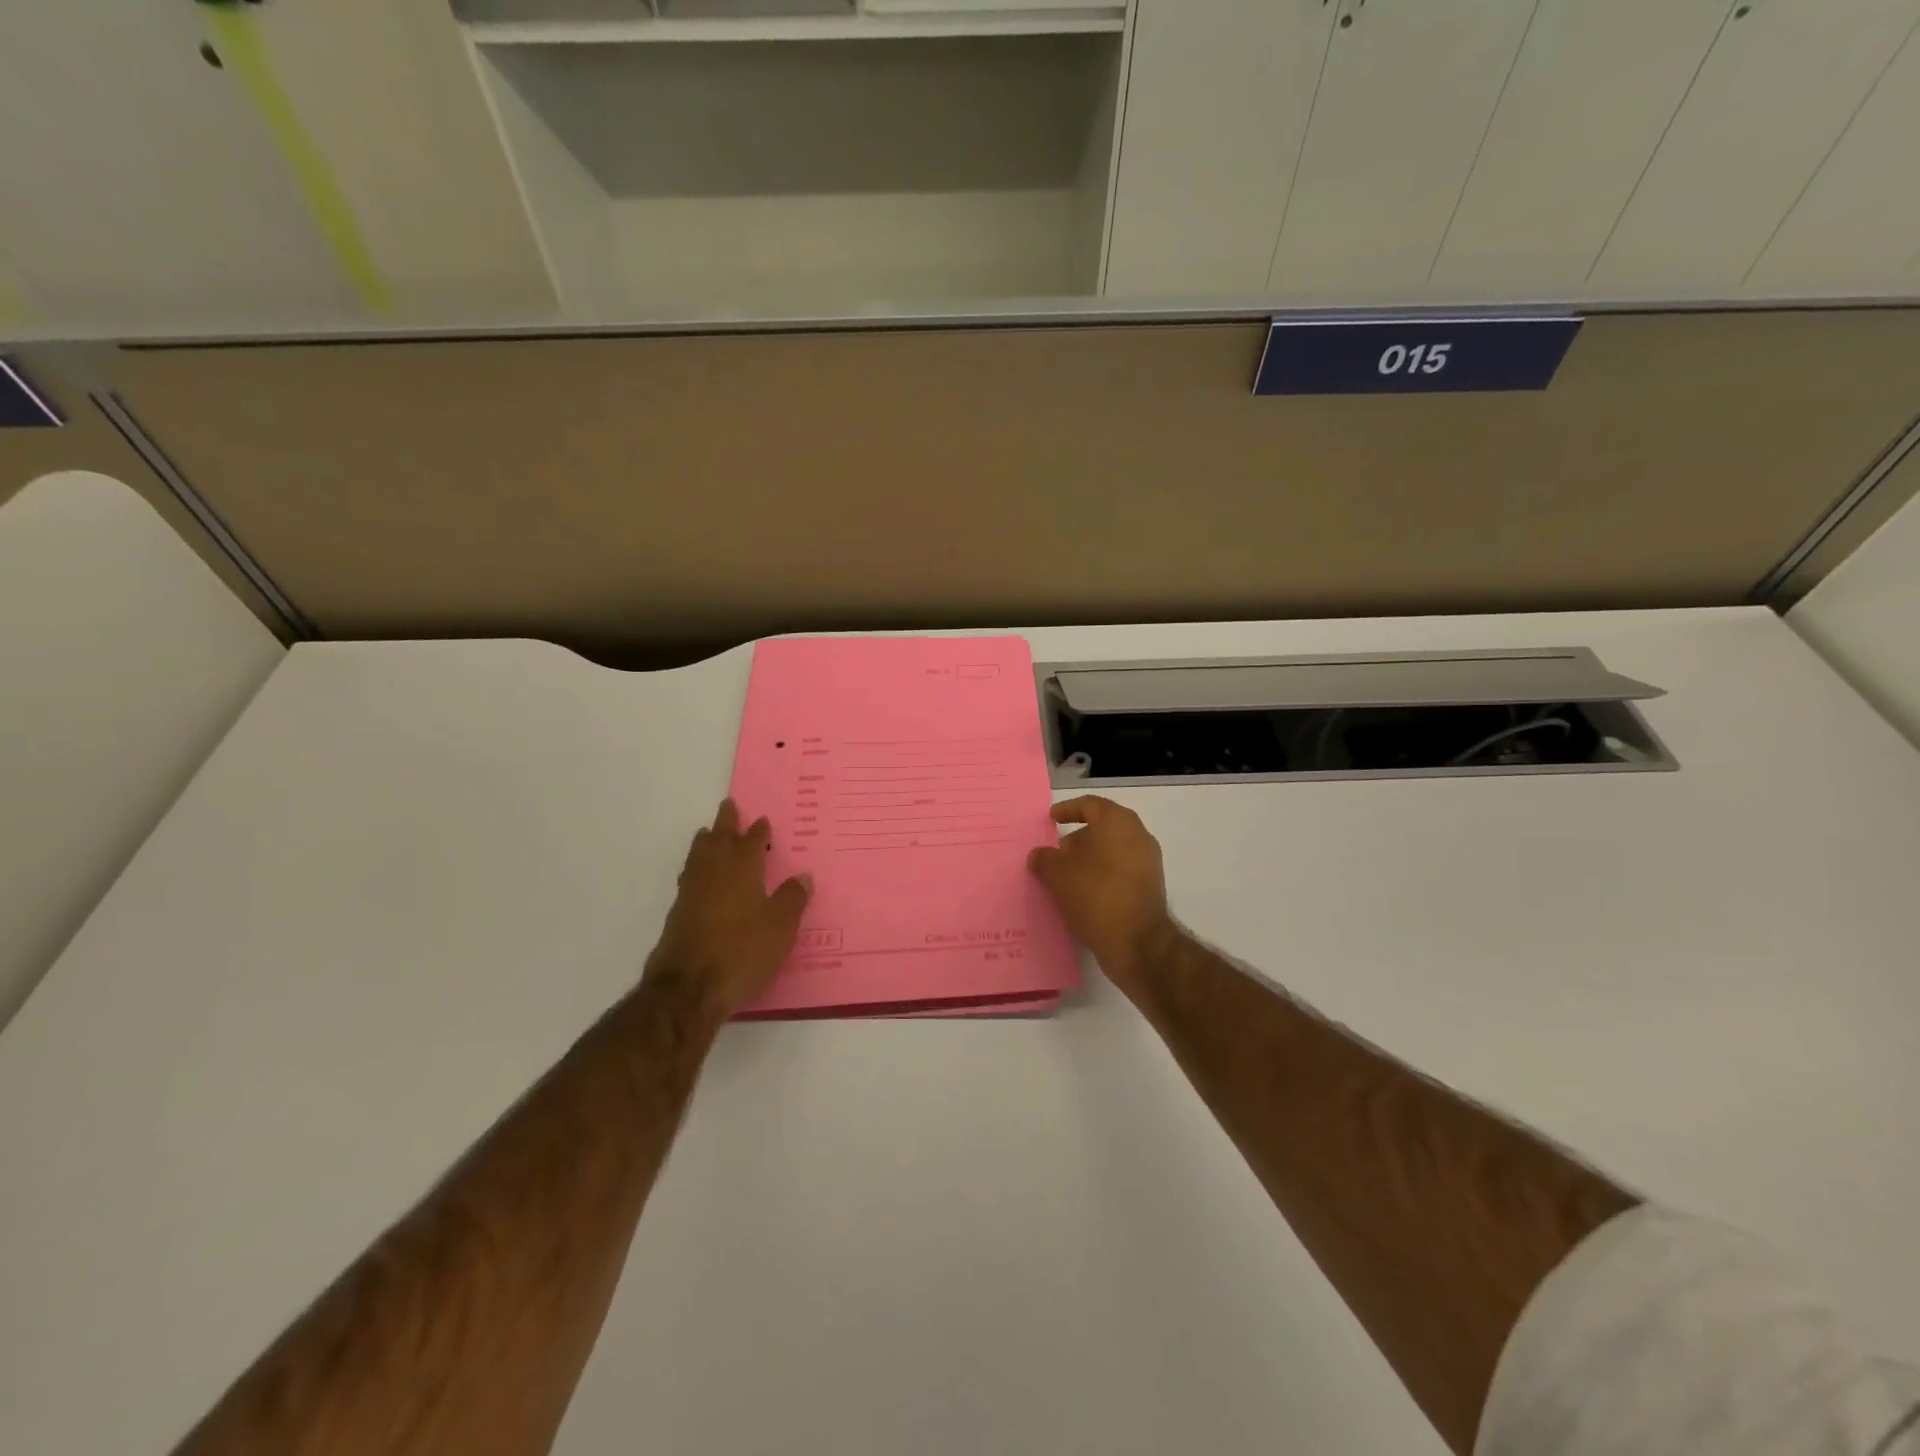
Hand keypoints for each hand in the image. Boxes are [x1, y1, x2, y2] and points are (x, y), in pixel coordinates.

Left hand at [644, 800, 811, 1021]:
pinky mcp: (677, 915)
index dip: (758, 830)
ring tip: (707, 834)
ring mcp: (691, 893)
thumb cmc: (742, 952)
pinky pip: (689, 878)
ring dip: (705, 842)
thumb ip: (791, 899)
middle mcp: (714, 874)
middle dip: (725, 823)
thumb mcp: (780, 927)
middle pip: (718, 839)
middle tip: (728, 806)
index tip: (762, 820)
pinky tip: (699, 878)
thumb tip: (802, 876)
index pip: (752, 841)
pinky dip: (696, 868)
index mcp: (742, 869)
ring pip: (698, 857)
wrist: (688, 989)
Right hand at [1028, 796, 1177, 993]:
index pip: (1089, 805)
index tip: (1050, 819)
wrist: (1138, 942)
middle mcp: (1137, 835)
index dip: (1067, 810)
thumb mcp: (1057, 874)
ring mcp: (1148, 862)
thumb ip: (1044, 859)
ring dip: (1088, 860)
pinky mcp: (1150, 886)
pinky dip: (1101, 876)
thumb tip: (1039, 855)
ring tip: (1064, 877)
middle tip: (1054, 853)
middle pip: (1102, 828)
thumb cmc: (1095, 894)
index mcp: (1117, 822)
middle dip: (1077, 839)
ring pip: (1111, 851)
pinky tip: (1082, 893)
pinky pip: (1120, 871)